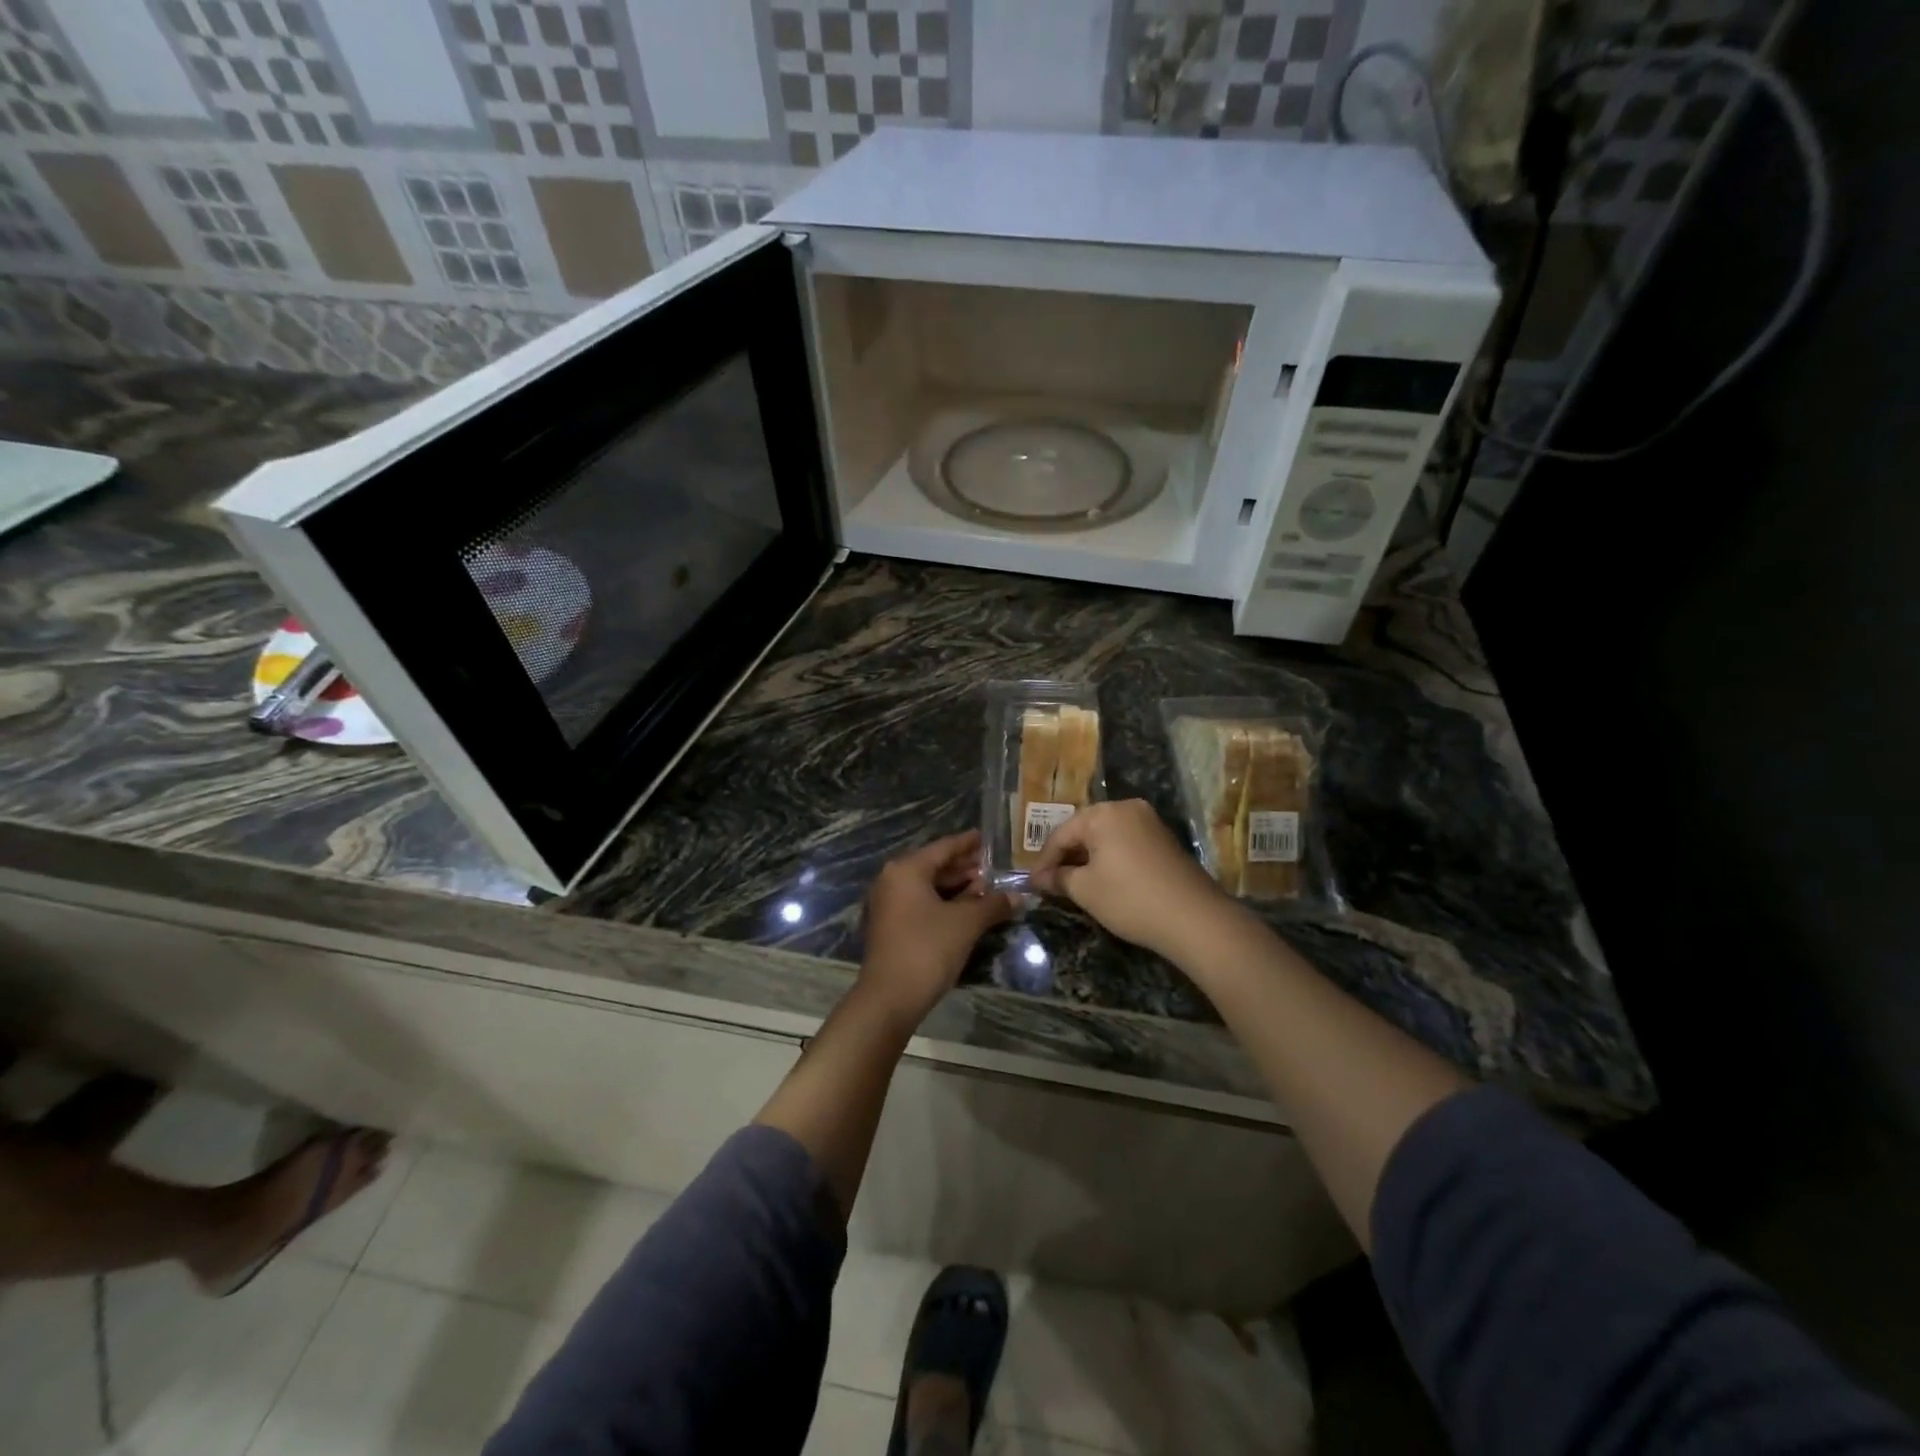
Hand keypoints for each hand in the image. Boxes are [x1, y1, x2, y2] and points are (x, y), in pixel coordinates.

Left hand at [858, 831, 1014, 1027]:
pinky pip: (920, 904)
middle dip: (964, 867)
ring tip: (986, 888)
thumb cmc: (928, 949)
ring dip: (956, 887)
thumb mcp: (966, 924)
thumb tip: (1018, 897)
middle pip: (934, 866)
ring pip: (927, 887)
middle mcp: (892, 880)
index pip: (943, 848)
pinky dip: (943, 903)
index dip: (967, 843)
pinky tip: (967, 910)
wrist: (890, 998)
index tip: (986, 838)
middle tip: (992, 866)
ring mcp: (888, 905)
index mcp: (907, 870)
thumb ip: (992, 904)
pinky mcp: (890, 926)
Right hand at [1031, 800, 1241, 961]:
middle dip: (1066, 857)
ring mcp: (1150, 822)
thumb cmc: (1130, 899)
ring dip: (1088, 858)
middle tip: (1051, 883)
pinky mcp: (1165, 839)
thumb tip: (1039, 879)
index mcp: (1104, 813)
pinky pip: (1126, 843)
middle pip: (1085, 830)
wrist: (1194, 918)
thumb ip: (1058, 879)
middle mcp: (1127, 808)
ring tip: (1074, 884)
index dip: (1044, 861)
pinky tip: (1104, 880)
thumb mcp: (1086, 890)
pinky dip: (1111, 859)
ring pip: (1107, 837)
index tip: (1033, 884)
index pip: (1062, 834)